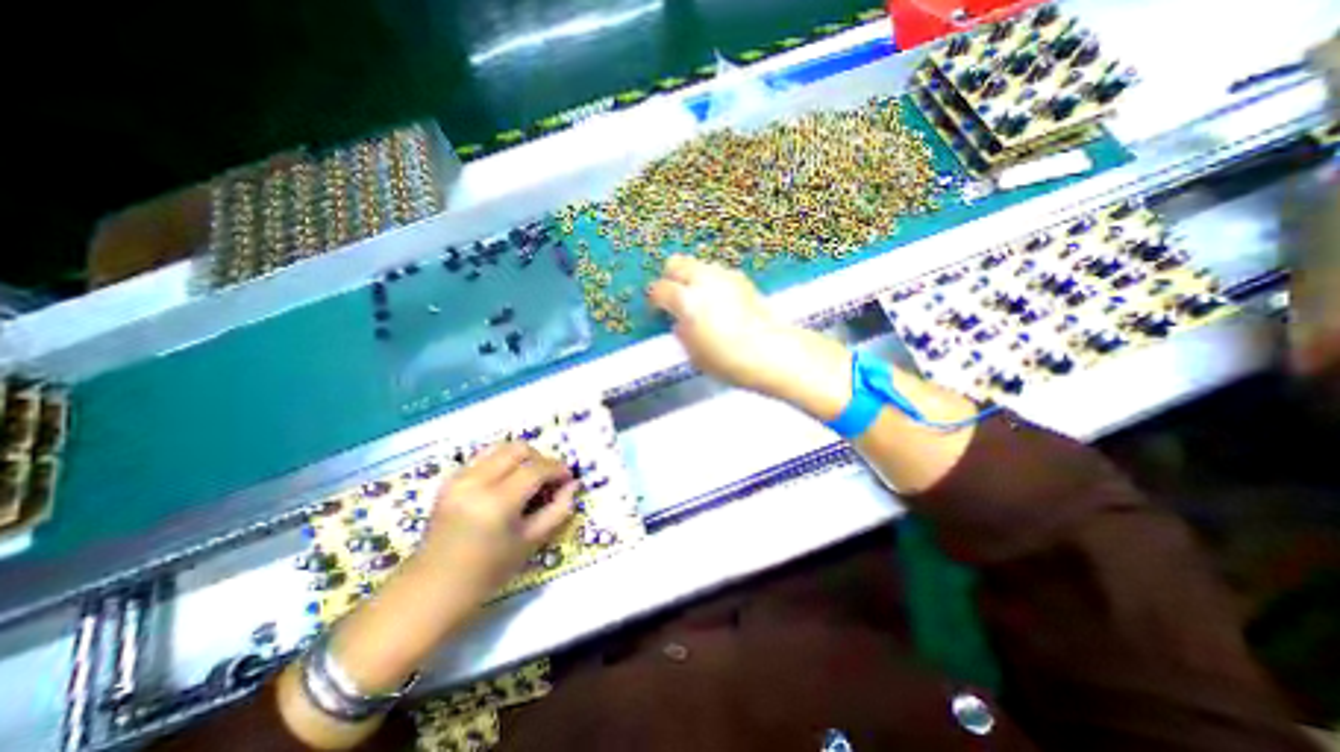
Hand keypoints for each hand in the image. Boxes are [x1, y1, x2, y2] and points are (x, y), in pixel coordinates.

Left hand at [419, 443, 576, 602]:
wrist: (432, 589)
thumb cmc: (487, 572)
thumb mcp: (531, 542)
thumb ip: (557, 509)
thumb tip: (573, 485)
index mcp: (497, 502)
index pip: (536, 469)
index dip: (557, 469)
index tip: (568, 478)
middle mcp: (476, 482)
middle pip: (519, 449)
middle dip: (540, 459)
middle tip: (548, 479)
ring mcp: (459, 478)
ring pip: (501, 447)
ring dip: (522, 458)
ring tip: (529, 479)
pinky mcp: (450, 479)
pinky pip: (484, 457)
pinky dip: (502, 463)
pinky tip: (507, 483)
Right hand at [648, 254, 846, 416]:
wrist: (771, 352)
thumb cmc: (728, 360)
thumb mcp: (694, 354)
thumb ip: (682, 333)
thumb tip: (679, 322)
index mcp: (686, 300)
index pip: (659, 289)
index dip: (655, 300)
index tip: (657, 311)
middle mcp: (703, 280)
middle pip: (676, 263)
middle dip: (670, 278)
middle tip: (674, 297)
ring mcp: (725, 276)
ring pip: (698, 265)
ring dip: (693, 278)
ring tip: (699, 299)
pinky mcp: (742, 280)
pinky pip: (718, 273)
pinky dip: (713, 282)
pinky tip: (721, 301)